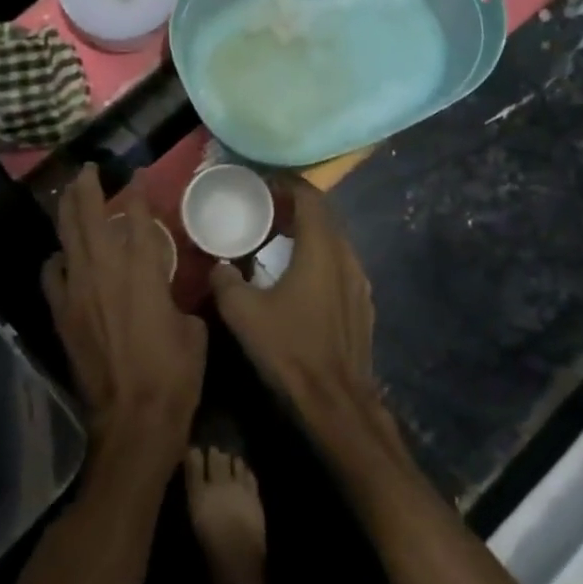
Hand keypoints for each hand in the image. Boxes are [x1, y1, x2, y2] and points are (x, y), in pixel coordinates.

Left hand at [42, 166, 205, 467]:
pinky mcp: (63, 315)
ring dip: (68, 213)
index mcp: (141, 271)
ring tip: (70, 196)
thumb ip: (178, 296)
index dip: (136, 192)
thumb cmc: (174, 373)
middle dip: (88, 188)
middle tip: (89, 170)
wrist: (133, 419)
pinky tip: (63, 256)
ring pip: (67, 239)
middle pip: (88, 217)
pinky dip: (58, 259)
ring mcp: (78, 292)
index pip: (134, 217)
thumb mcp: (192, 327)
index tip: (137, 174)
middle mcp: (104, 271)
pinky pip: (53, 276)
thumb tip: (171, 287)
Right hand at [209, 179, 384, 443]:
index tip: (264, 182)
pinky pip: (340, 264)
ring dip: (309, 232)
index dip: (288, 184)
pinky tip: (299, 276)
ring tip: (279, 238)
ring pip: (334, 240)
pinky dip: (319, 256)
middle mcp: (346, 256)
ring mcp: (360, 281)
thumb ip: (226, 280)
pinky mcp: (363, 304)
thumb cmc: (290, 348)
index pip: (310, 197)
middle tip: (266, 207)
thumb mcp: (243, 312)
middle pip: (324, 215)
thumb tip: (220, 265)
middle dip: (296, 205)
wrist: (336, 401)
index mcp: (321, 248)